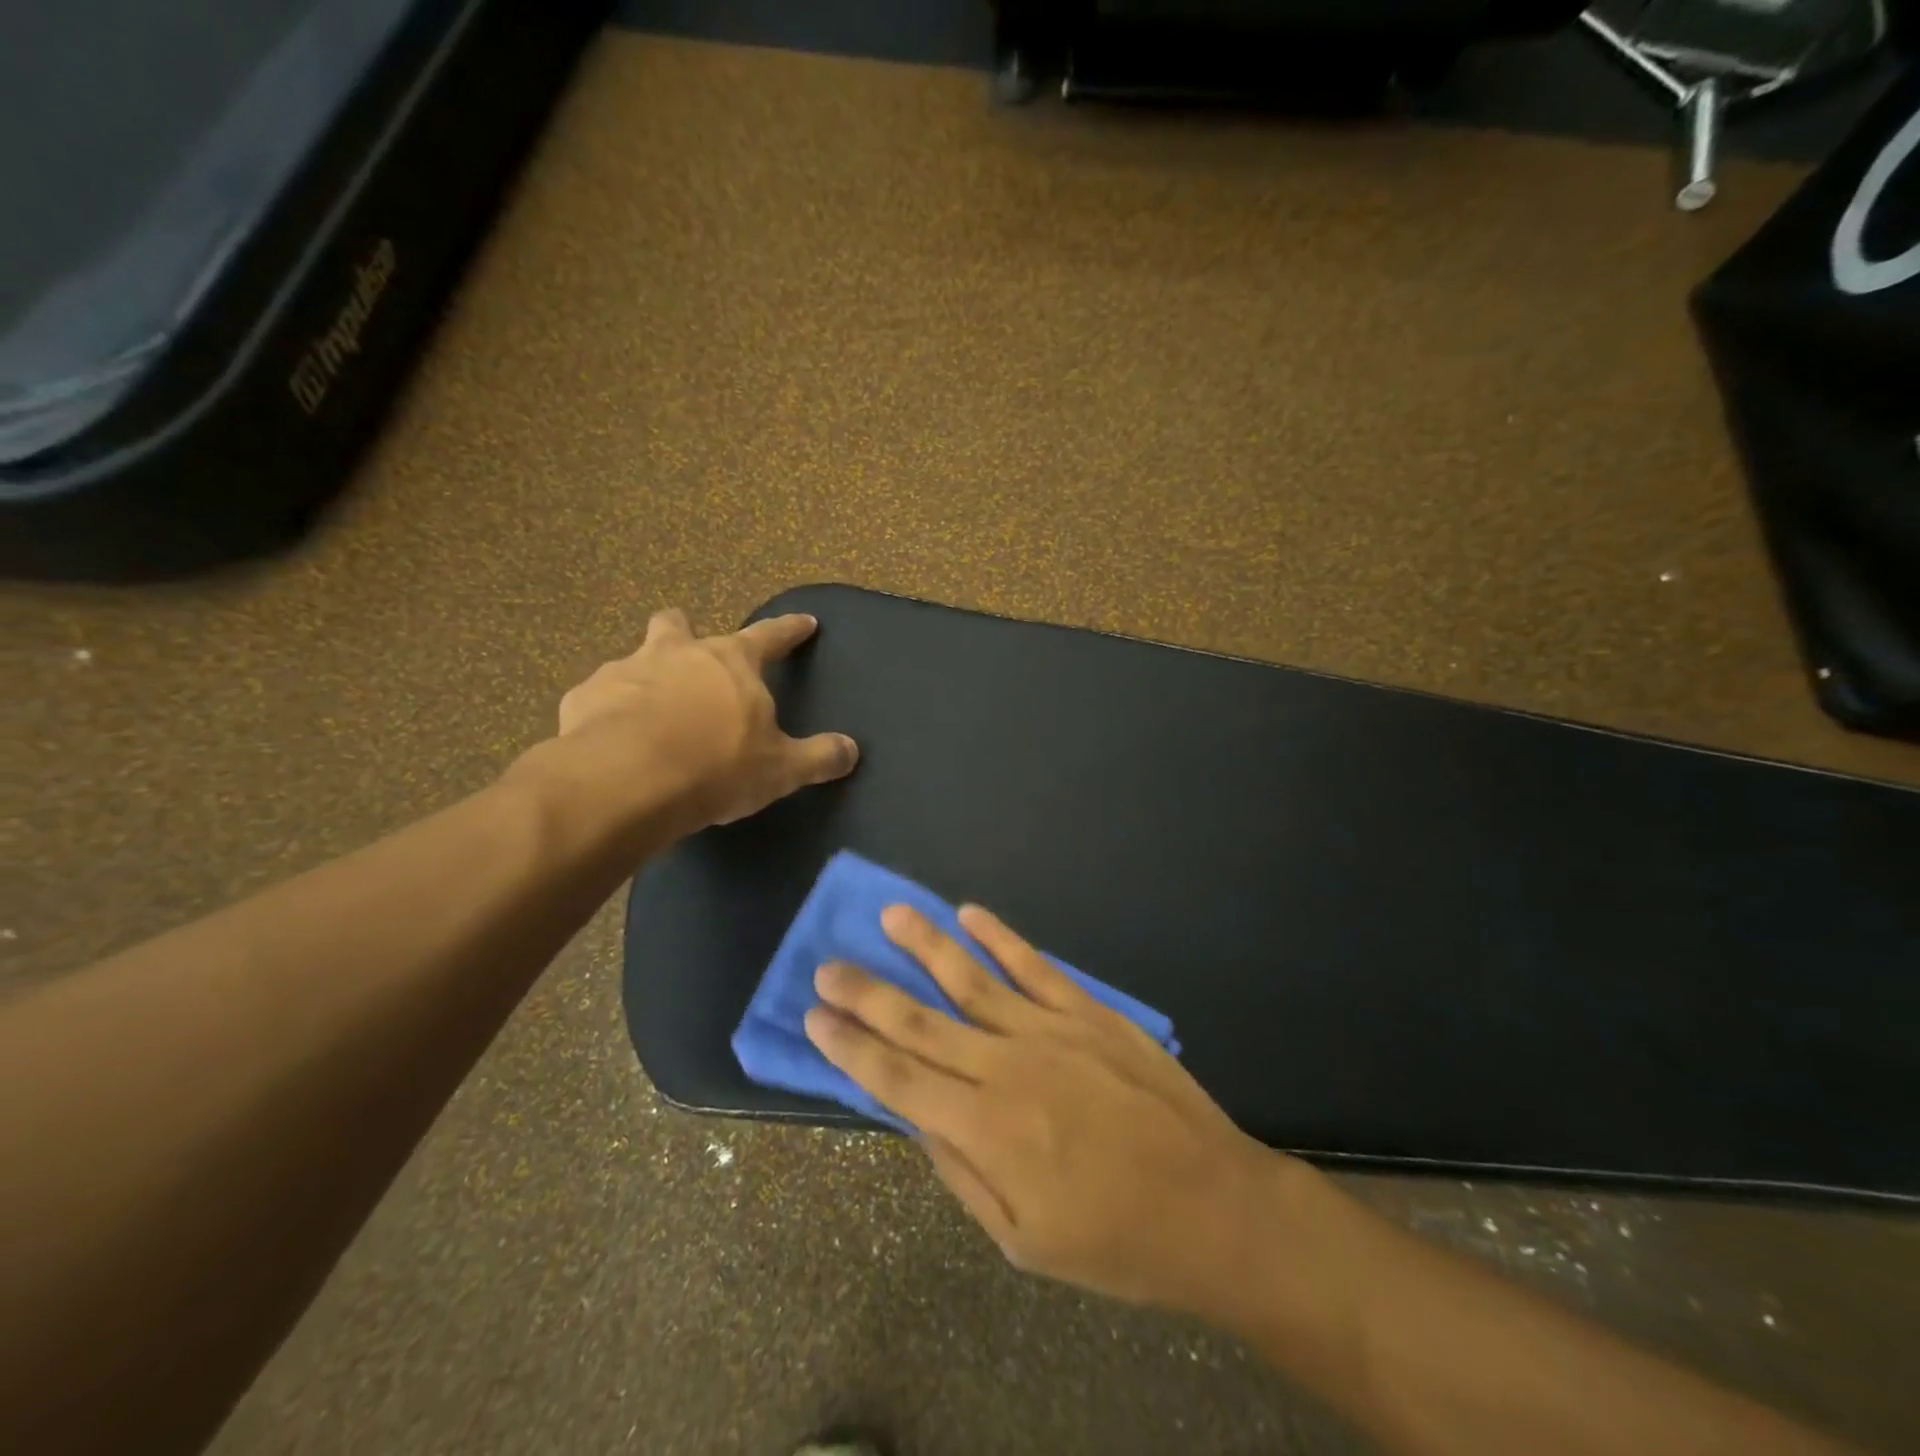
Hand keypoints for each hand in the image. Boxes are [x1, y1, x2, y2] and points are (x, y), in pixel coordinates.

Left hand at [552, 608, 857, 832]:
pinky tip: (611, 739)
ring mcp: (625, 670)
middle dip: (685, 633)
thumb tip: (852, 751)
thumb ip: (818, 757)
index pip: (770, 636)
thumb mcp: (780, 769)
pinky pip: (599, 697)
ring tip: (649, 710)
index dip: (790, 630)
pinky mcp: (584, 697)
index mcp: (730, 662)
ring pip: (635, 658)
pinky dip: (609, 711)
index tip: (804, 622)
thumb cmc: (716, 766)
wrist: (626, 782)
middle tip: (691, 655)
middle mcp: (677, 653)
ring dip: (645, 676)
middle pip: (680, 626)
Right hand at [804, 904, 1292, 1311]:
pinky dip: (1000, 937)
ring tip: (890, 914)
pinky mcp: (1088, 1012)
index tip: (815, 1017)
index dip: (852, 1048)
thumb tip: (916, 1118)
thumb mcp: (1023, 1241)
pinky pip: (1034, 966)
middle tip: (829, 964)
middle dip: (869, 992)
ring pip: (972, 979)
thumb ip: (962, 1174)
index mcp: (986, 1130)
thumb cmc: (1115, 1240)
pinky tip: (970, 913)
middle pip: (921, 1022)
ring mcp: (1050, 1031)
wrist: (1212, 1205)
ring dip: (926, 945)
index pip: (899, 1080)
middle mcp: (1007, 1068)